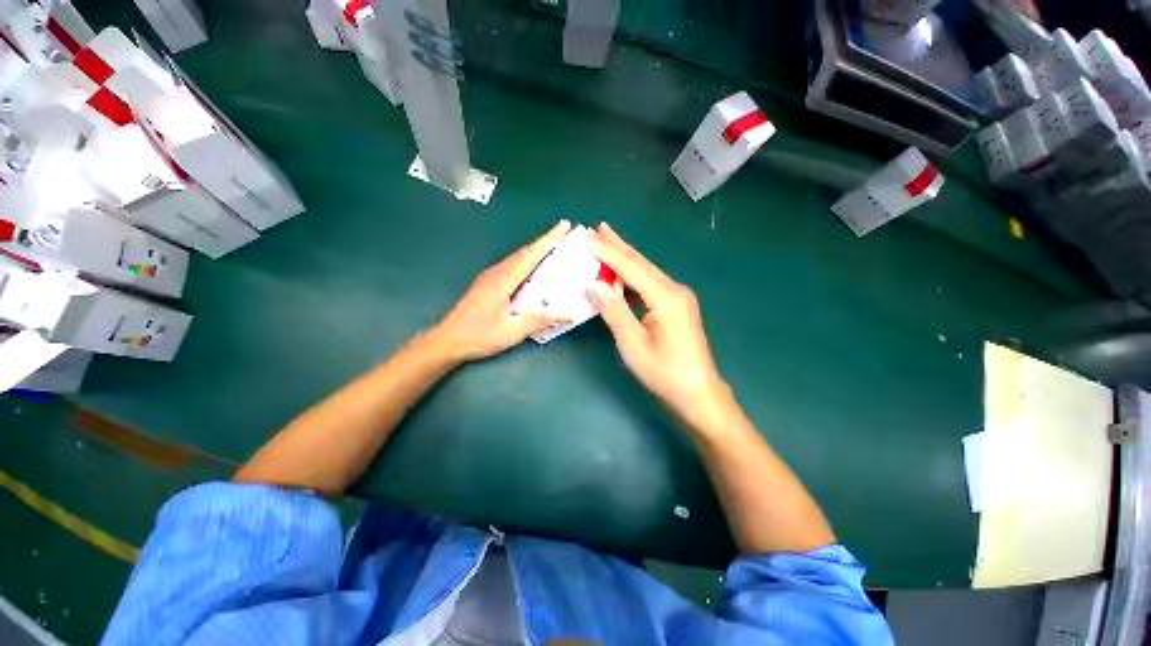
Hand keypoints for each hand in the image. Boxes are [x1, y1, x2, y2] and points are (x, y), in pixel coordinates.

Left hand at [431, 220, 571, 361]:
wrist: (447, 340)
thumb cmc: (479, 335)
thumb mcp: (513, 331)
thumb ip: (540, 320)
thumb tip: (570, 314)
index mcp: (504, 279)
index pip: (531, 255)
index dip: (549, 239)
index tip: (565, 225)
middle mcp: (497, 272)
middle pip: (524, 252)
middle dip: (545, 241)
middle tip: (565, 235)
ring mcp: (490, 277)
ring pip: (517, 258)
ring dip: (536, 251)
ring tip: (554, 249)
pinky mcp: (488, 284)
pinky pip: (512, 266)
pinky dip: (527, 262)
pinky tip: (533, 269)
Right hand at [586, 223, 732, 429]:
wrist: (698, 393)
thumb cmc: (665, 373)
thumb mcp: (633, 345)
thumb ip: (614, 311)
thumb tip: (593, 284)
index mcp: (666, 297)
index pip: (631, 268)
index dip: (608, 251)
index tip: (588, 236)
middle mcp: (674, 290)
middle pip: (641, 264)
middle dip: (618, 246)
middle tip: (598, 228)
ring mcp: (678, 297)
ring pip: (646, 272)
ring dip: (625, 258)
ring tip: (606, 242)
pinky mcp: (676, 305)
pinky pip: (650, 284)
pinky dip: (632, 276)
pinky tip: (621, 271)